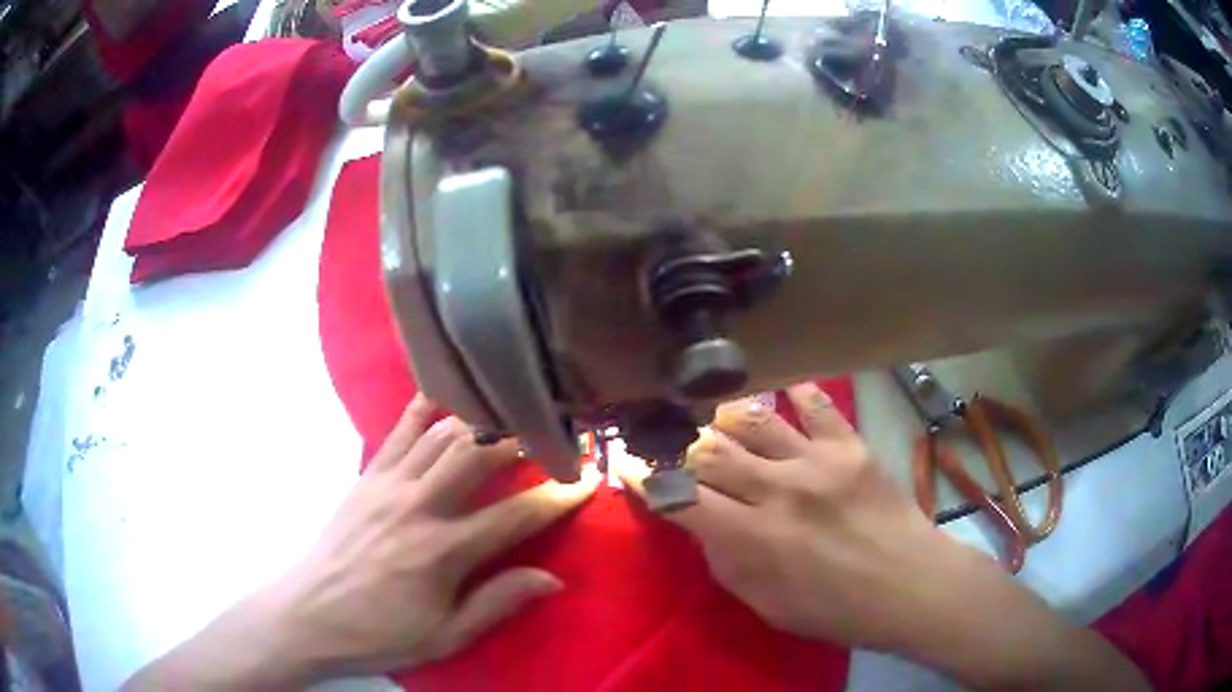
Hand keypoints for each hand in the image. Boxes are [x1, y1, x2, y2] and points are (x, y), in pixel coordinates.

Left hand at [126, 395, 599, 689]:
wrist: (309, 613)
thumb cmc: (380, 632)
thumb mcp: (445, 635)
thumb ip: (498, 603)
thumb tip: (552, 578)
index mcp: (442, 552)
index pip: (515, 515)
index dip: (558, 496)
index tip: (588, 479)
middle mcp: (418, 506)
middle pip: (480, 455)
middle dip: (524, 438)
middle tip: (553, 433)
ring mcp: (387, 484)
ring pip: (443, 434)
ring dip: (482, 421)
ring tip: (512, 414)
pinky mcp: (366, 476)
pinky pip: (399, 431)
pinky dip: (426, 409)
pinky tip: (447, 397)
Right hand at [618, 382, 944, 648]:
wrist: (907, 585)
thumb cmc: (833, 608)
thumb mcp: (764, 603)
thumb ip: (724, 560)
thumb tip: (698, 521)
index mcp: (752, 538)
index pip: (680, 498)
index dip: (646, 480)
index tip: (627, 465)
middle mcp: (778, 490)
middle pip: (710, 451)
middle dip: (681, 444)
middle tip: (669, 438)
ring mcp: (816, 461)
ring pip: (753, 420)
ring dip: (724, 416)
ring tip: (713, 416)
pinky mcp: (849, 445)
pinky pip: (816, 404)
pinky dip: (794, 393)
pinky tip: (781, 390)